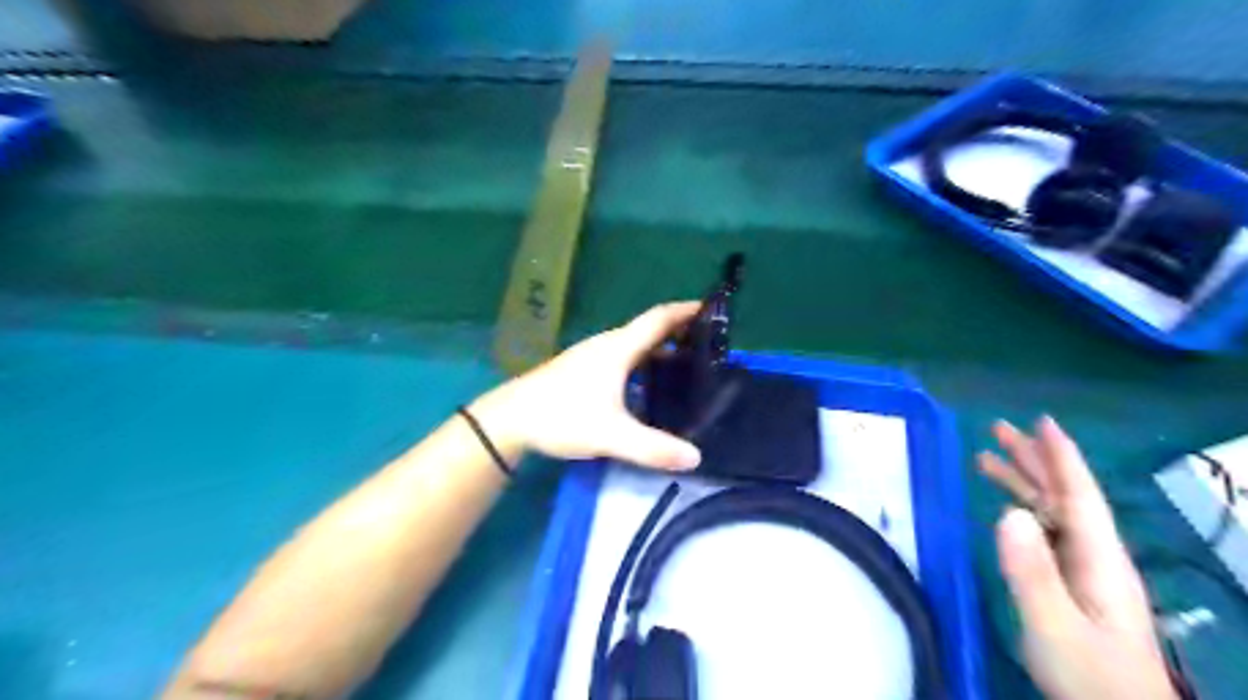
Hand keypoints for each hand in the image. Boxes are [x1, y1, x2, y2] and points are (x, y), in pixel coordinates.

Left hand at [473, 301, 699, 468]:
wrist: (510, 419)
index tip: (713, 309)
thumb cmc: (562, 416)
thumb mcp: (610, 435)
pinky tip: (648, 384)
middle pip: (649, 329)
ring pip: (635, 344)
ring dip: (661, 347)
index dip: (686, 311)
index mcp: (618, 348)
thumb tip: (695, 457)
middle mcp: (607, 345)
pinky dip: (643, 361)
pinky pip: (623, 356)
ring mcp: (592, 356)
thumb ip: (652, 448)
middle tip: (710, 345)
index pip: (658, 318)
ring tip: (687, 364)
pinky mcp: (582, 369)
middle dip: (680, 331)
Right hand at [973, 414, 1182, 698]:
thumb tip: (1007, 512)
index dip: (1061, 457)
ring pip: (1053, 513)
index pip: (1079, 495)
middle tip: (997, 429)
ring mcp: (1084, 572)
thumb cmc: (1091, 676)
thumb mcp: (1055, 626)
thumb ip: (1031, 572)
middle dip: (1034, 459)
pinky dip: (1023, 509)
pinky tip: (1006, 508)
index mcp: (1098, 559)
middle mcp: (1094, 557)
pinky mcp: (1071, 586)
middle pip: (1064, 496)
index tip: (1041, 421)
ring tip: (986, 458)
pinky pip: (1045, 534)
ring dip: (1023, 482)